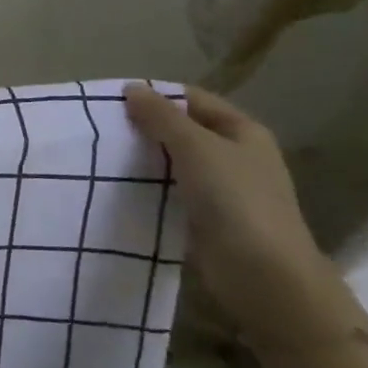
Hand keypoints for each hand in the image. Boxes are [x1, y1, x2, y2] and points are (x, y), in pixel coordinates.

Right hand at [124, 85, 347, 342]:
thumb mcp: (196, 147)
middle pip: (182, 131)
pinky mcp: (206, 220)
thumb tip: (132, 88)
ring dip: (144, 159)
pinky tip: (119, 187)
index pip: (192, 99)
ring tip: (102, 155)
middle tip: (102, 128)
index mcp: (242, 131)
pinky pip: (172, 193)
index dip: (156, 95)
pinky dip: (149, 188)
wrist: (265, 279)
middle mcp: (235, 156)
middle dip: (145, 128)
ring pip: (174, 163)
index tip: (113, 101)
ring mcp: (222, 191)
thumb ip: (161, 116)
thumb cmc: (236, 201)